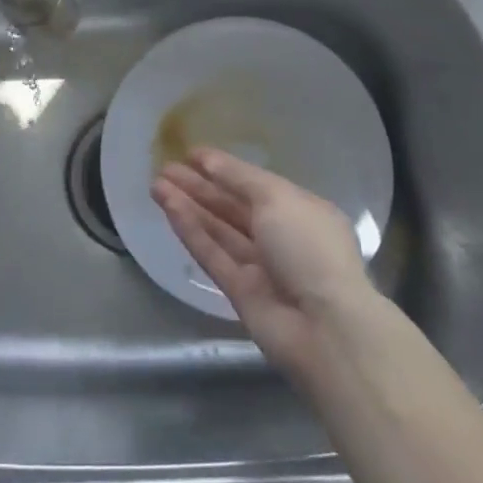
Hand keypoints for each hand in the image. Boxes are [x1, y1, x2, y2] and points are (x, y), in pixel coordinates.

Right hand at [152, 148, 374, 379]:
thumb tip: (208, 159)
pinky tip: (168, 208)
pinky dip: (190, 231)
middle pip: (232, 206)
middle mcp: (280, 236)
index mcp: (299, 210)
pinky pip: (212, 254)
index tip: (191, 154)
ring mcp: (259, 266)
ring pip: (217, 229)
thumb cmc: (309, 248)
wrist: (325, 329)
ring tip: (156, 184)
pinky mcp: (239, 292)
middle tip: (165, 167)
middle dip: (199, 186)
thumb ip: (239, 177)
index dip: (223, 168)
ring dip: (188, 205)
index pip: (255, 184)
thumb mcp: (277, 198)